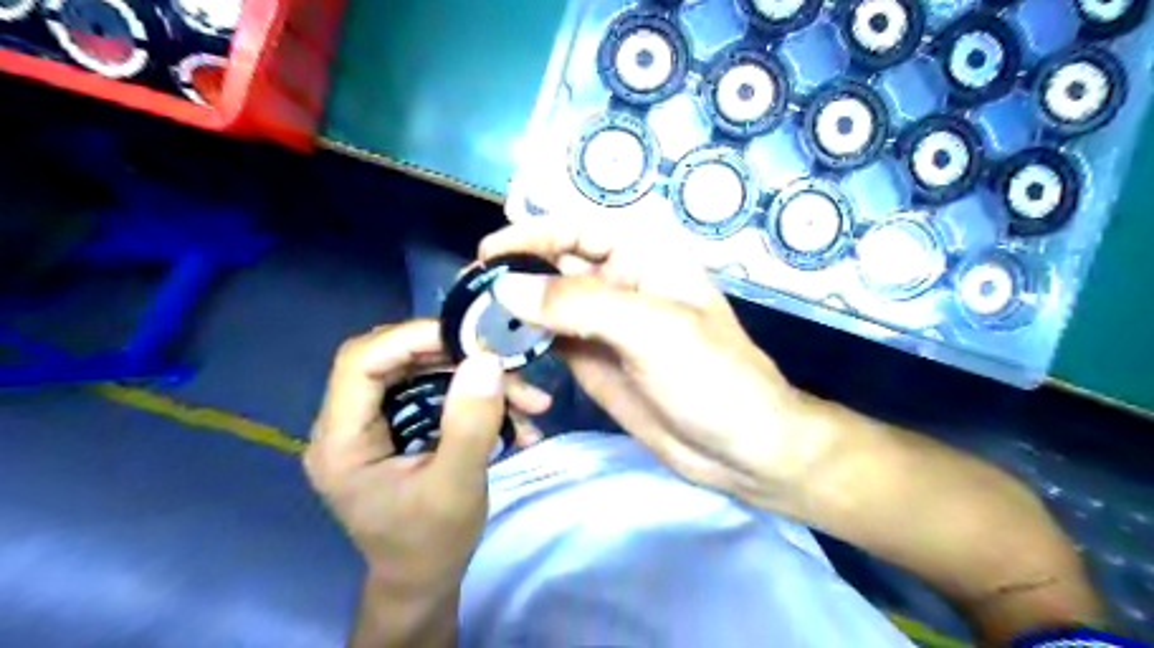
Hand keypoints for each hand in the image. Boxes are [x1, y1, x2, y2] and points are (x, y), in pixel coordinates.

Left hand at [307, 322, 547, 594]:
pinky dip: (476, 397)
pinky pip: (436, 392)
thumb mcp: (457, 487)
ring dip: (476, 378)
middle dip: (456, 358)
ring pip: (423, 372)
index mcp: (341, 441)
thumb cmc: (432, 543)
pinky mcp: (399, 425)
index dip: (411, 337)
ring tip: (529, 400)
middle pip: (394, 359)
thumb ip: (470, 424)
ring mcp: (374, 423)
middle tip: (506, 363)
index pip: (360, 362)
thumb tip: (486, 360)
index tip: (470, 337)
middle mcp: (348, 423)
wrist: (425, 578)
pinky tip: (518, 417)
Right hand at [478, 220, 830, 507]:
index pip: (578, 230)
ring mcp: (604, 327)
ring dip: (513, 312)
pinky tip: (499, 353)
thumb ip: (579, 304)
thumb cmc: (712, 377)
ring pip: (547, 306)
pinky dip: (523, 345)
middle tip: (468, 295)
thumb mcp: (651, 329)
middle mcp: (619, 284)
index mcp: (644, 257)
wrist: (739, 449)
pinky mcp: (593, 363)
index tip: (488, 254)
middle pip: (556, 266)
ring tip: (473, 325)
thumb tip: (507, 287)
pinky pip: (550, 344)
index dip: (533, 235)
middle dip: (514, 275)